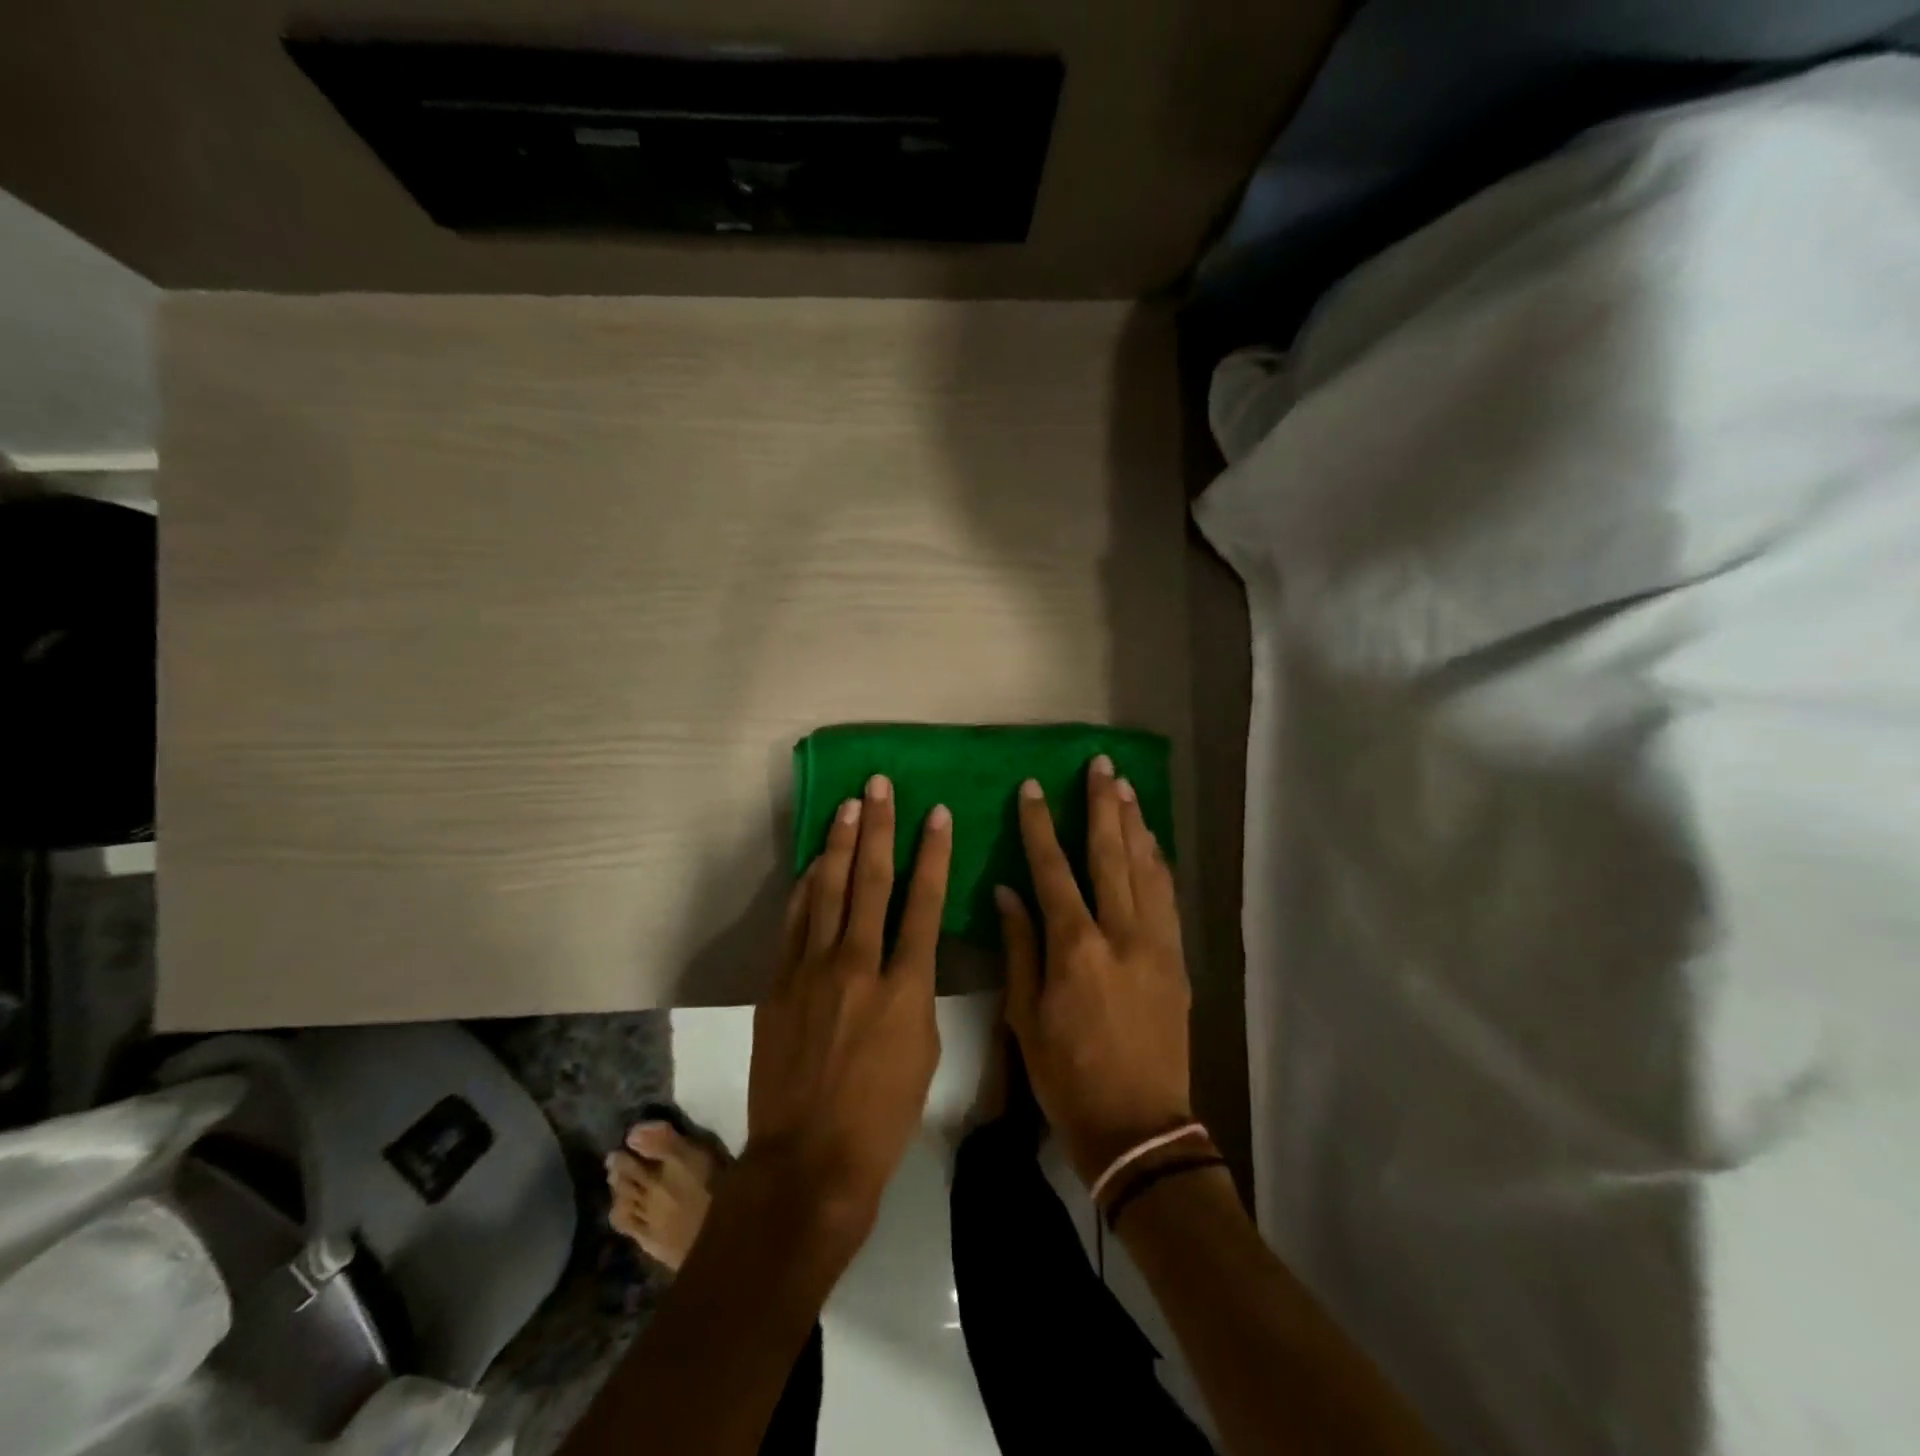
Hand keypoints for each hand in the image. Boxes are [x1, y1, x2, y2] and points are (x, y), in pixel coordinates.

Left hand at [745, 774, 951, 1240]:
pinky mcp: (779, 983)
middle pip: (870, 882)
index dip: (932, 853)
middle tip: (879, 786)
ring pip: (829, 891)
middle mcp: (858, 965)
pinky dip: (807, 887)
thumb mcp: (924, 1051)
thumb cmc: (883, 1114)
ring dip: (840, 845)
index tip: (936, 813)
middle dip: (879, 828)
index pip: (923, 902)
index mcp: (905, 987)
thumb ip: (918, 991)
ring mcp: (812, 970)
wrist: (809, 1159)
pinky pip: (795, 921)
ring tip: (849, 806)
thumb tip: (908, 953)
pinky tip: (816, 863)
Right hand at [997, 757, 1194, 1187]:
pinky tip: (1152, 842)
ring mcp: (1157, 944)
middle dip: (1102, 806)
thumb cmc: (1067, 1076)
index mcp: (1075, 947)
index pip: (1053, 870)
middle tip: (1099, 766)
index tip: (1032, 790)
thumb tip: (1007, 892)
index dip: (1040, 827)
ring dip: (1134, 824)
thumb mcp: (1025, 1016)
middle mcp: (1121, 933)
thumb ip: (1019, 947)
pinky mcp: (1178, 960)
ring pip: (1146, 868)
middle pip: (1111, 854)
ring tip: (1125, 788)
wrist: (1139, 1127)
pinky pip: (1169, 897)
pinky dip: (1159, 863)